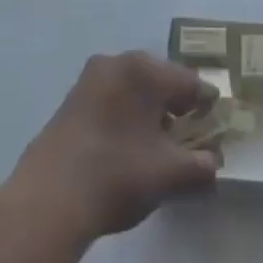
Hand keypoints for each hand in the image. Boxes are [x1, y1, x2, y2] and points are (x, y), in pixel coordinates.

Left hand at [2, 52, 220, 250]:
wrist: (46, 200)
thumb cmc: (117, 175)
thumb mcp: (171, 174)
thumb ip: (202, 165)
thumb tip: (213, 162)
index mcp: (143, 69)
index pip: (191, 83)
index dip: (208, 109)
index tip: (216, 133)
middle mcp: (115, 63)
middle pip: (161, 82)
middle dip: (177, 109)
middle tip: (189, 141)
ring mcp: (89, 80)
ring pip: (134, 92)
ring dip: (150, 115)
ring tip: (160, 149)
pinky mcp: (71, 102)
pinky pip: (112, 101)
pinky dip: (126, 119)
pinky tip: (129, 149)